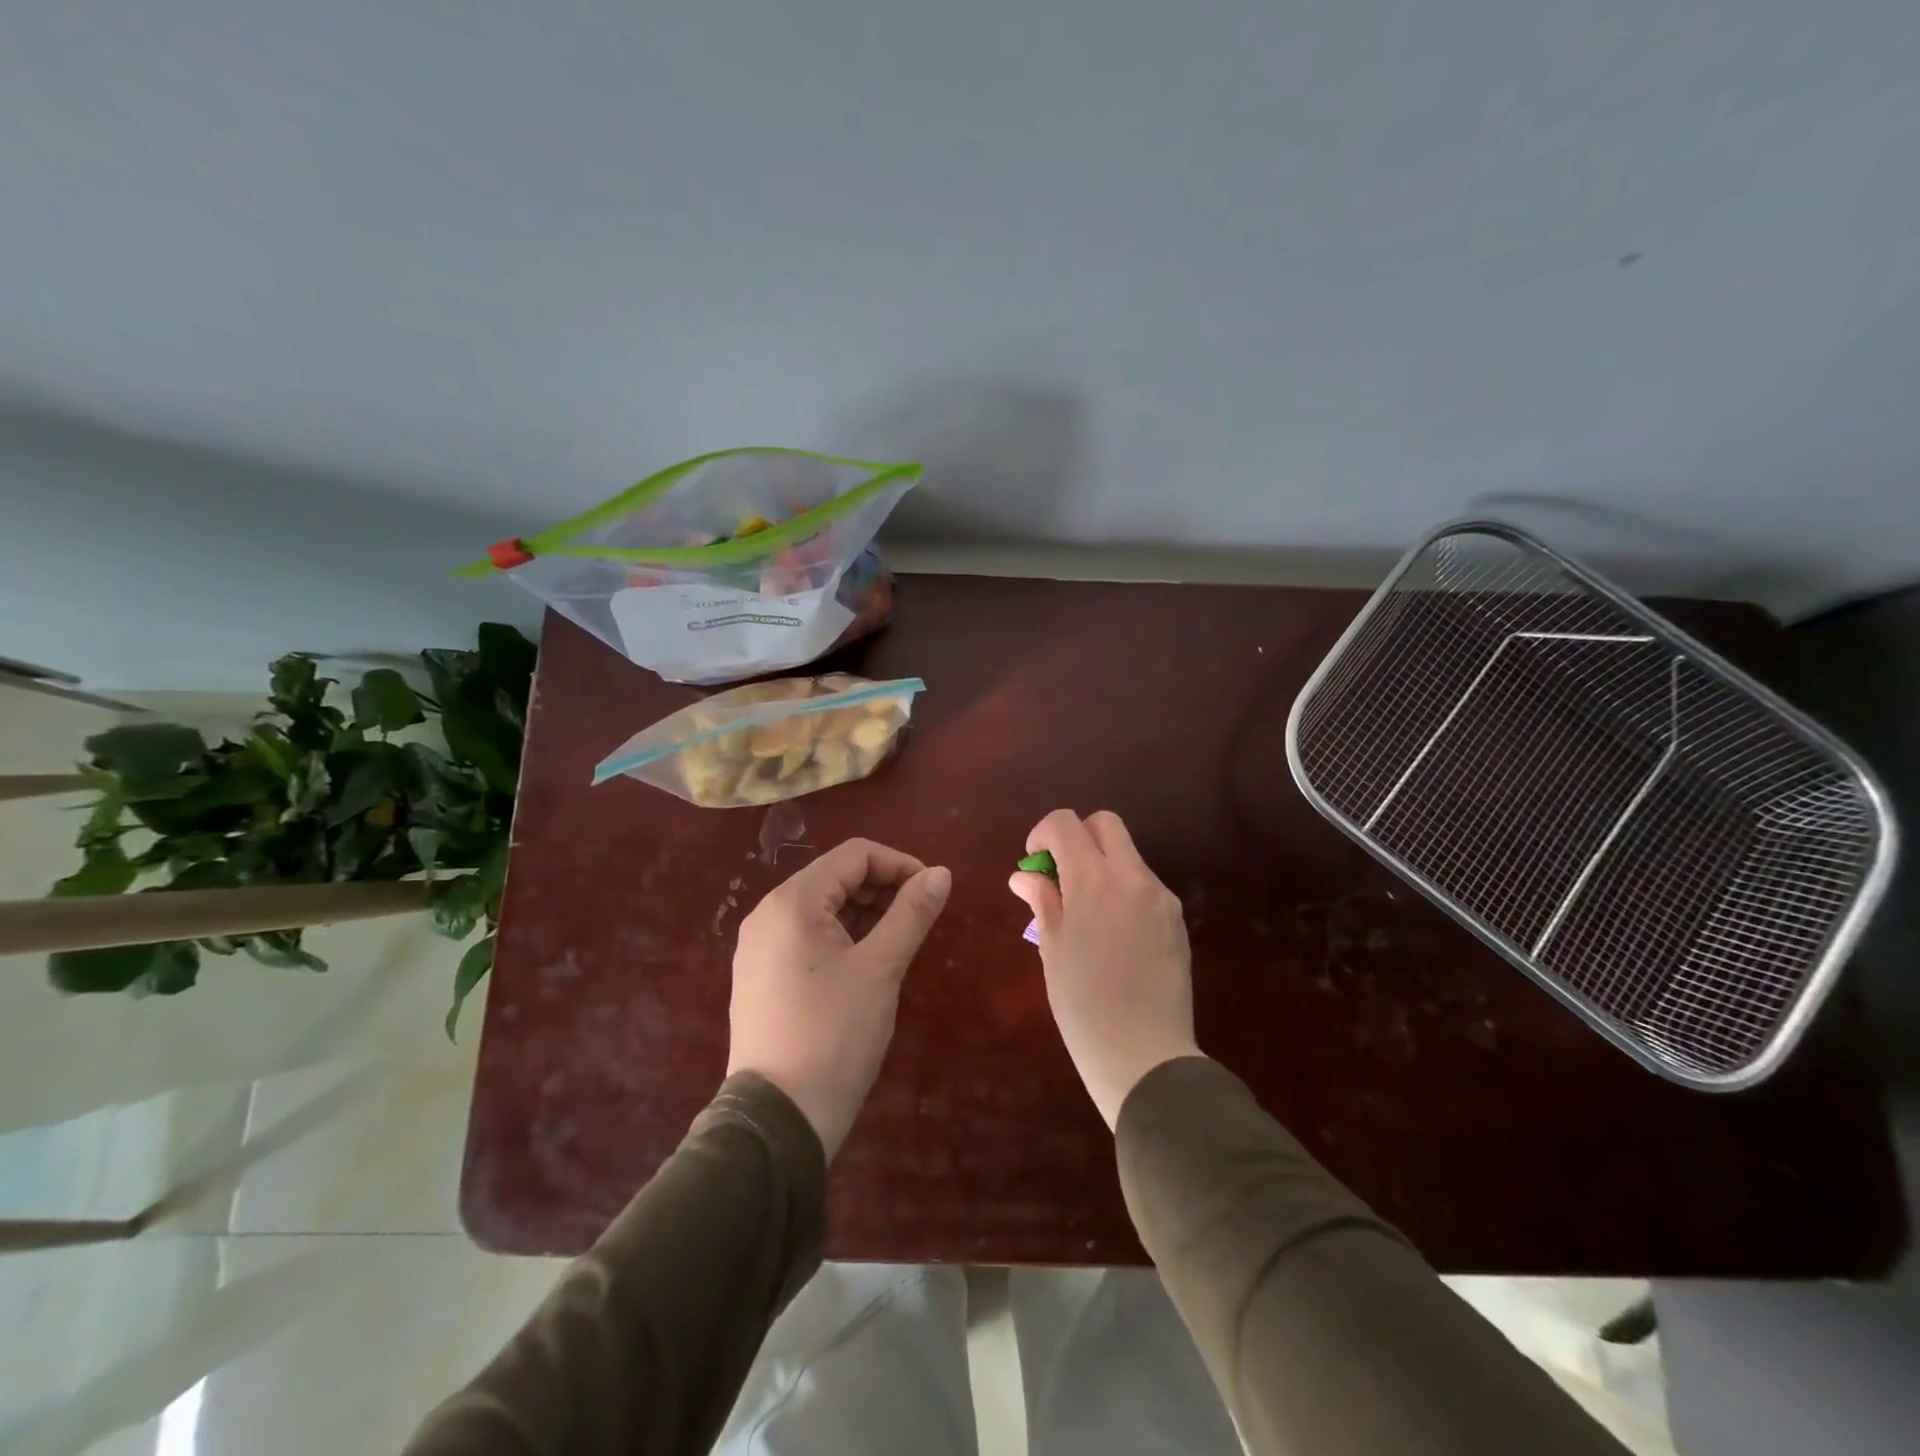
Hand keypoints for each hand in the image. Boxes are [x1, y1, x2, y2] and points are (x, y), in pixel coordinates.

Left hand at [728, 838, 951, 1158]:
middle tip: (919, 919)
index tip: (932, 892)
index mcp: (792, 902)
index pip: (854, 855)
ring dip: (865, 913)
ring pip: (822, 908)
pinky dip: (842, 937)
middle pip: (835, 878)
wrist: (778, 1119)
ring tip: (899, 942)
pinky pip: (807, 937)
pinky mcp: (760, 976)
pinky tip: (866, 964)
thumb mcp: (881, 968)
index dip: (899, 864)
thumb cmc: (834, 1033)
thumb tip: (941, 873)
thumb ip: (911, 913)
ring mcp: (759, 947)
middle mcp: (768, 914)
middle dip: (882, 888)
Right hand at [1010, 810, 1200, 1128]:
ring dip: (1102, 864)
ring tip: (1086, 912)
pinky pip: (1144, 884)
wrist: (1146, 1057)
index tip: (1035, 864)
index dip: (1042, 834)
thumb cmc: (1084, 1007)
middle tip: (1062, 876)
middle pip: (1105, 823)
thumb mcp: (1052, 950)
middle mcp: (1133, 877)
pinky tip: (1114, 934)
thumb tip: (1026, 875)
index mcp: (1094, 882)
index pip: (1066, 824)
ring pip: (1128, 854)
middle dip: (1077, 837)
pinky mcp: (1177, 919)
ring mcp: (1160, 897)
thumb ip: (1042, 901)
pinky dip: (1123, 889)